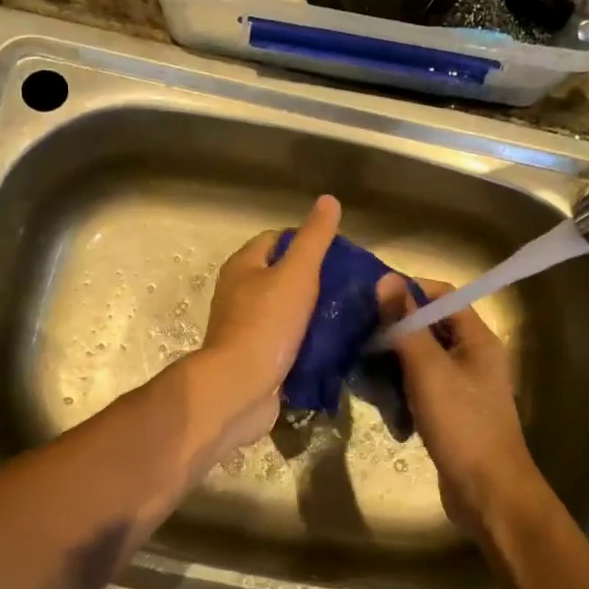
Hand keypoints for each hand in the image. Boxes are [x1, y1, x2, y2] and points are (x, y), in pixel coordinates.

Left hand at [196, 195, 340, 449]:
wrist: (240, 388)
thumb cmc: (267, 324)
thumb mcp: (296, 273)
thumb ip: (314, 238)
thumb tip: (329, 200)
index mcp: (243, 266)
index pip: (276, 238)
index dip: (306, 239)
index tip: (339, 252)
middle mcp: (239, 293)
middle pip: (282, 275)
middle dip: (314, 278)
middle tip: (349, 285)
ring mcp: (247, 327)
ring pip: (286, 310)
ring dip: (313, 312)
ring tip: (349, 313)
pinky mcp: (257, 357)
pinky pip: (287, 341)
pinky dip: (308, 340)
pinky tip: (334, 344)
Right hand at [376, 276, 546, 534]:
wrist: (488, 494)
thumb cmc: (462, 425)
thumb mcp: (429, 371)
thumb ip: (406, 325)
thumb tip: (386, 279)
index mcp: (478, 339)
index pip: (442, 295)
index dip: (408, 291)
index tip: (371, 300)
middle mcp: (473, 357)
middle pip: (429, 327)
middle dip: (394, 330)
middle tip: (358, 336)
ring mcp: (462, 387)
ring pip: (421, 360)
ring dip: (393, 363)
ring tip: (362, 369)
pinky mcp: (450, 413)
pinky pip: (420, 388)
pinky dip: (401, 390)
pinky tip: (381, 403)